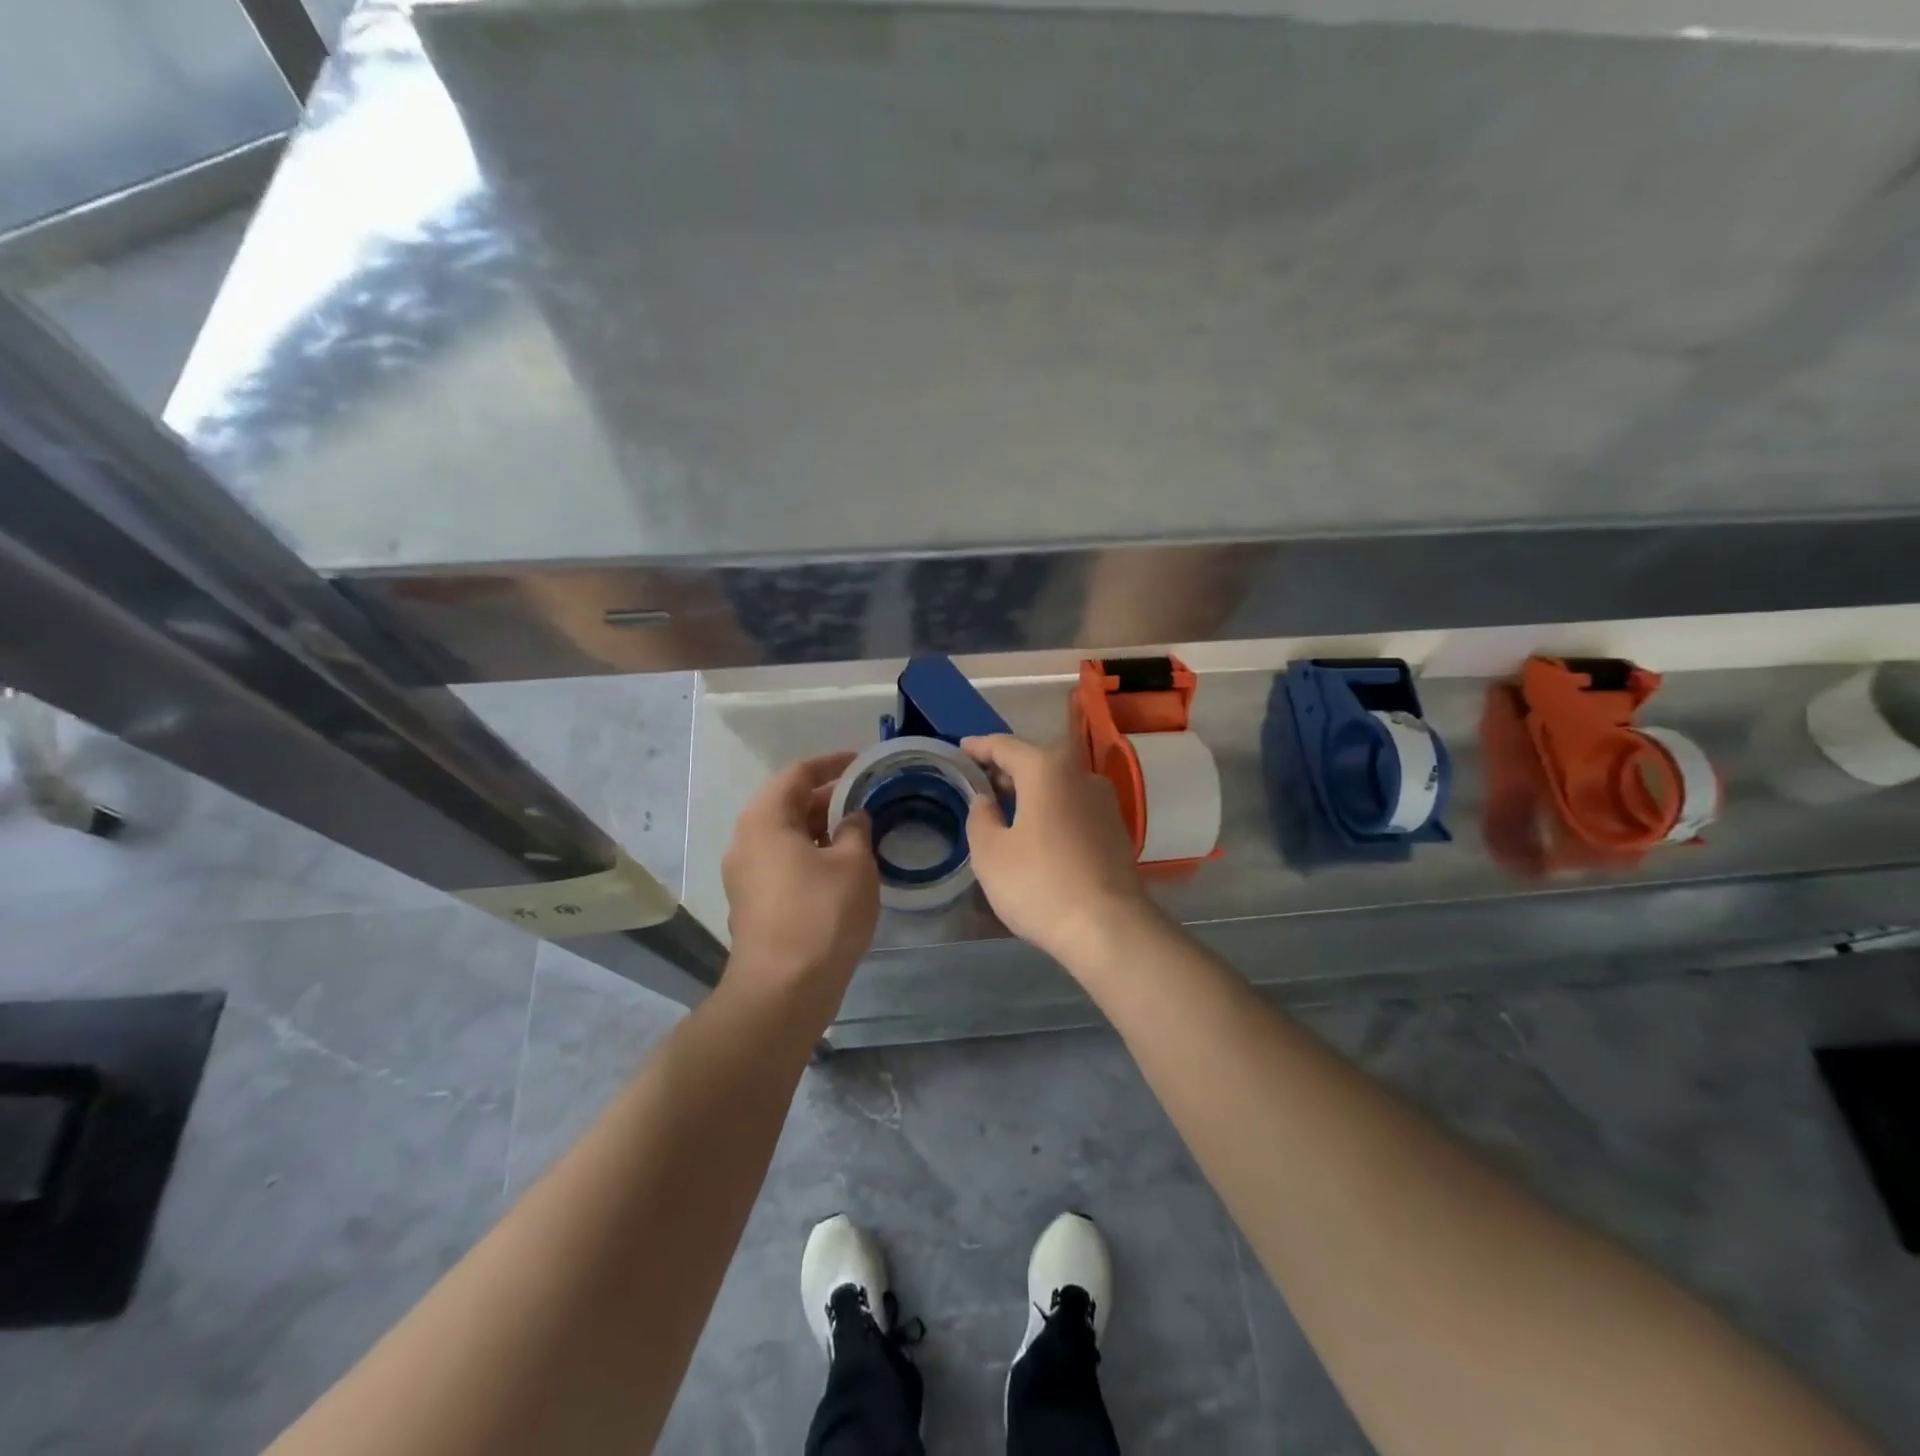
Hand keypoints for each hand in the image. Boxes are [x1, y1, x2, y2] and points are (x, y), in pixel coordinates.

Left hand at [721, 753, 878, 1006]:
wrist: (784, 990)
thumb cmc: (821, 914)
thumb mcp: (853, 863)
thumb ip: (856, 829)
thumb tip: (854, 817)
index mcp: (765, 819)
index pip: (798, 773)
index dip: (832, 763)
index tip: (863, 761)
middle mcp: (747, 840)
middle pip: (789, 804)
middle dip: (829, 797)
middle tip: (869, 796)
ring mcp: (746, 875)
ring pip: (788, 836)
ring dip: (822, 828)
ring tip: (862, 830)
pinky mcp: (754, 903)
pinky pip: (784, 862)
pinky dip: (812, 854)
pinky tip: (843, 866)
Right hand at [961, 735, 1160, 967]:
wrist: (1109, 928)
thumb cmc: (1040, 883)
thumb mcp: (990, 853)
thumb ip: (980, 817)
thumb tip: (987, 801)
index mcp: (1046, 768)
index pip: (1004, 746)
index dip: (978, 747)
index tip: (960, 750)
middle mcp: (1080, 774)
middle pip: (1035, 761)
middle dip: (1005, 770)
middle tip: (978, 783)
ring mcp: (1103, 801)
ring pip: (1057, 784)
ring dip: (1030, 791)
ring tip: (1004, 808)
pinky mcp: (1116, 829)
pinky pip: (1073, 807)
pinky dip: (1051, 810)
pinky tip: (1036, 832)